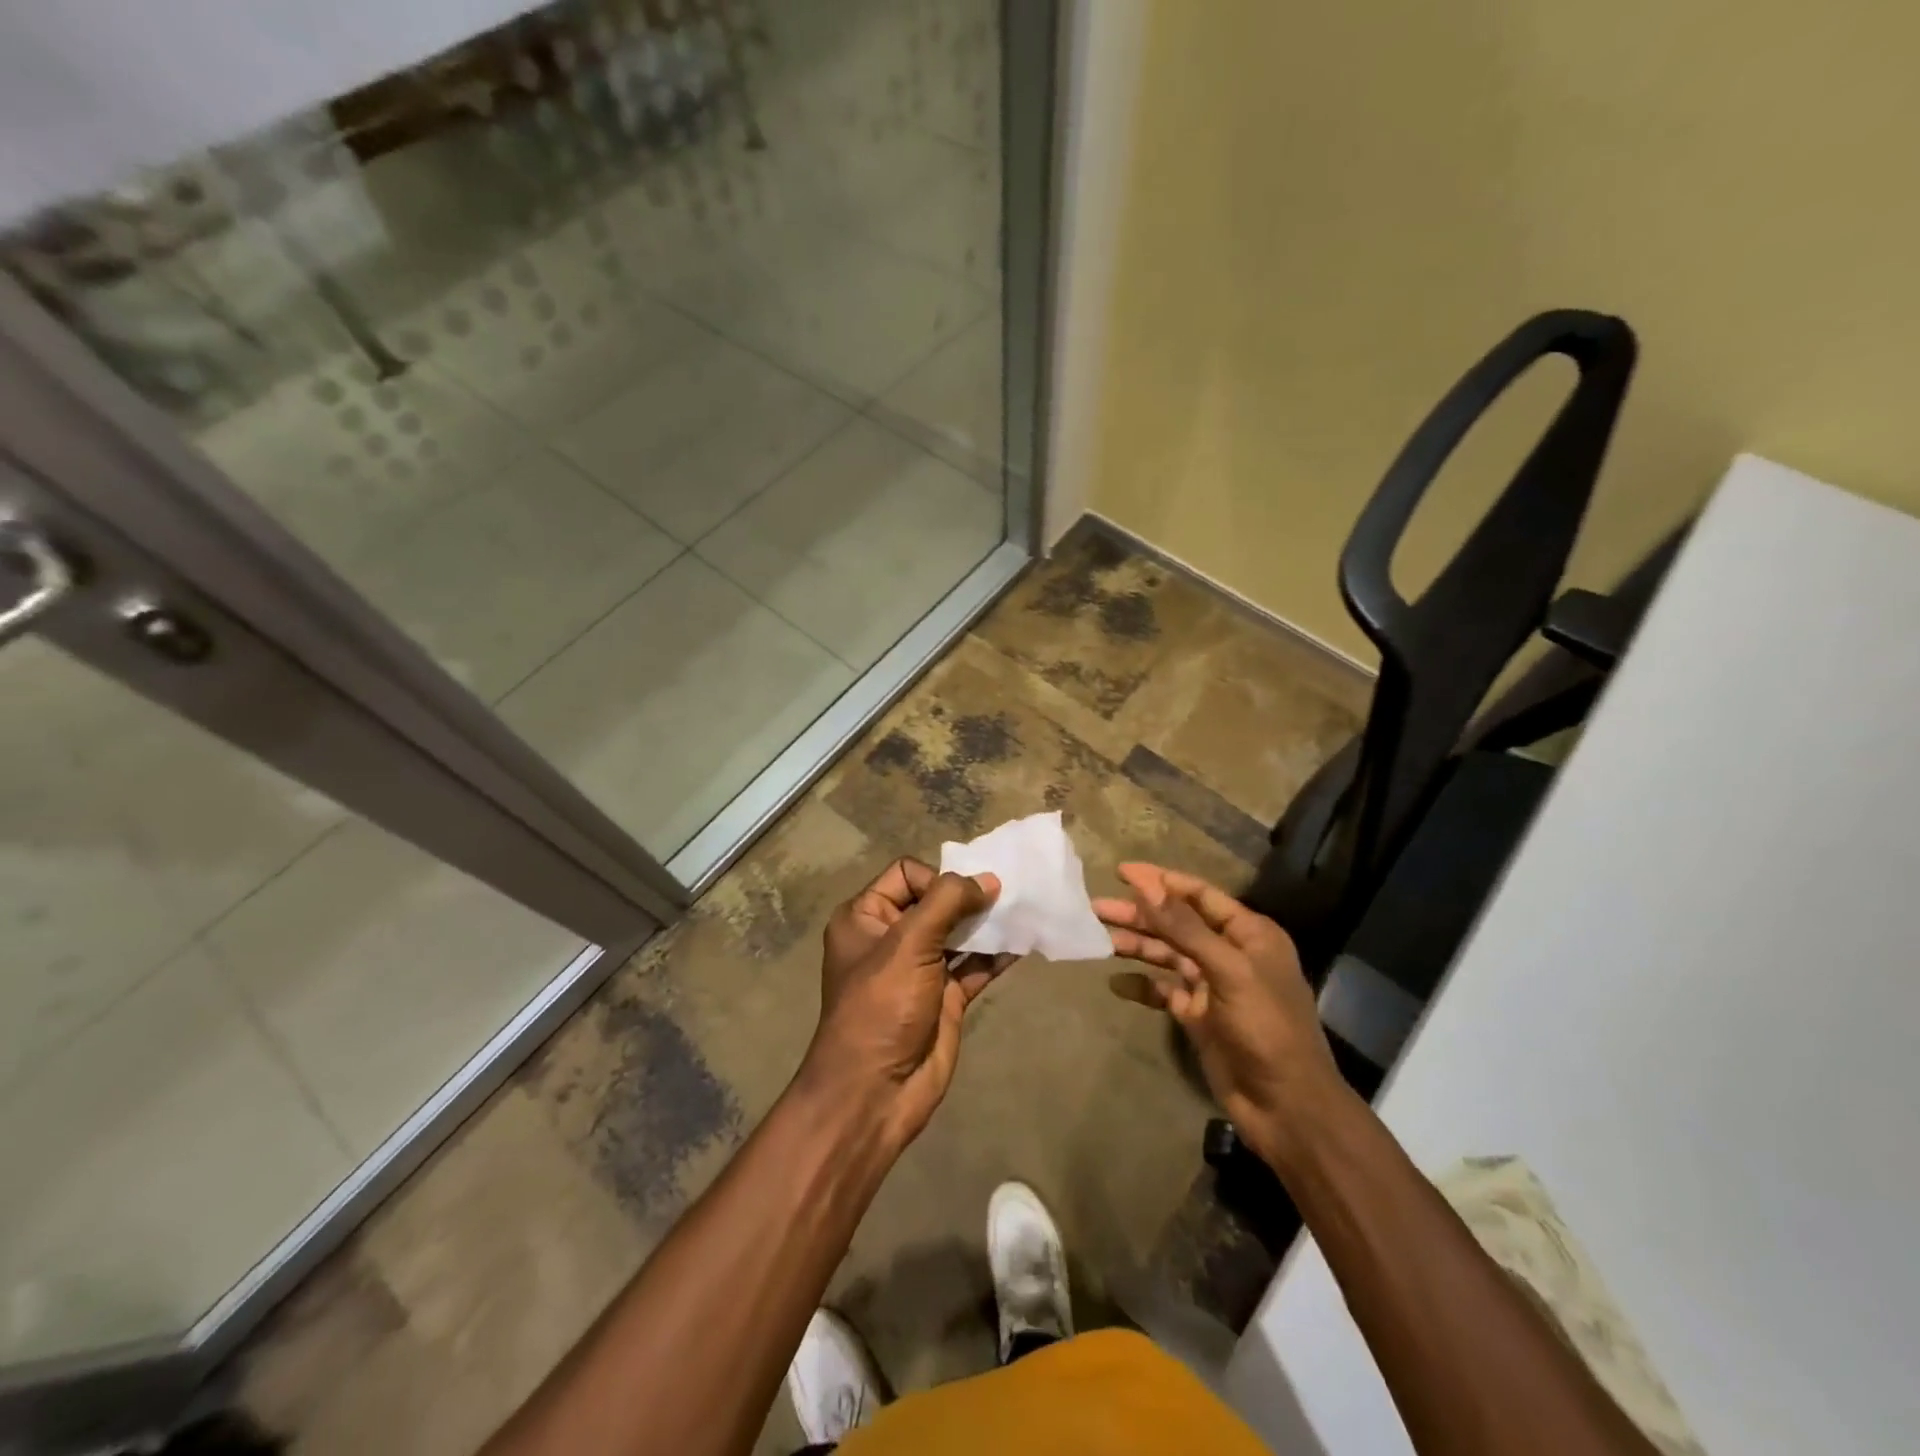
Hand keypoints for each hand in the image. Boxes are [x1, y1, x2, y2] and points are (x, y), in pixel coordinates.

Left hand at [804, 858, 1011, 1146]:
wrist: (875, 1092)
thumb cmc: (882, 1006)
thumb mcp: (909, 944)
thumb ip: (947, 902)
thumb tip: (988, 880)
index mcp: (865, 917)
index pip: (907, 874)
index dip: (937, 879)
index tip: (964, 897)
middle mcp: (891, 937)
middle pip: (936, 901)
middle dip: (970, 897)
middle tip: (1007, 895)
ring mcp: (919, 969)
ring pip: (958, 933)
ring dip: (987, 924)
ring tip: (1022, 913)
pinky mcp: (944, 997)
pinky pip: (974, 966)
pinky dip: (996, 955)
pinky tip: (1023, 943)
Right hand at [1094, 863, 1347, 1165]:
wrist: (1286, 1107)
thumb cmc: (1266, 1028)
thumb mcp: (1228, 971)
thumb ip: (1184, 927)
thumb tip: (1145, 884)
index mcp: (1248, 934)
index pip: (1198, 895)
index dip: (1160, 881)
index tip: (1121, 872)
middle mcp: (1230, 954)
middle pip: (1177, 923)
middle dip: (1139, 914)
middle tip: (1096, 908)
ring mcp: (1212, 986)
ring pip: (1167, 955)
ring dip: (1136, 946)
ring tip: (1098, 939)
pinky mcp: (1198, 1016)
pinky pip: (1163, 991)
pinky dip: (1141, 985)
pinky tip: (1115, 983)